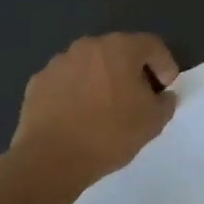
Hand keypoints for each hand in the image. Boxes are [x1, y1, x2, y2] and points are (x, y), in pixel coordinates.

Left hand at [9, 33, 179, 190]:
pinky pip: (67, 81)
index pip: (152, 45)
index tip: (165, 89)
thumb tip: (162, 95)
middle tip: (137, 98)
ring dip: (102, 80)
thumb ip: (165, 102)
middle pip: (119, 51)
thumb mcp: (153, 122)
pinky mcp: (38, 82)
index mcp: (119, 48)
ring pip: (90, 65)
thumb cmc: (109, 134)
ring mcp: (58, 62)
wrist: (51, 158)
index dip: (165, 65)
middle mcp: (88, 46)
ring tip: (104, 109)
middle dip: (132, 71)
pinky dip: (76, 92)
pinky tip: (78, 116)